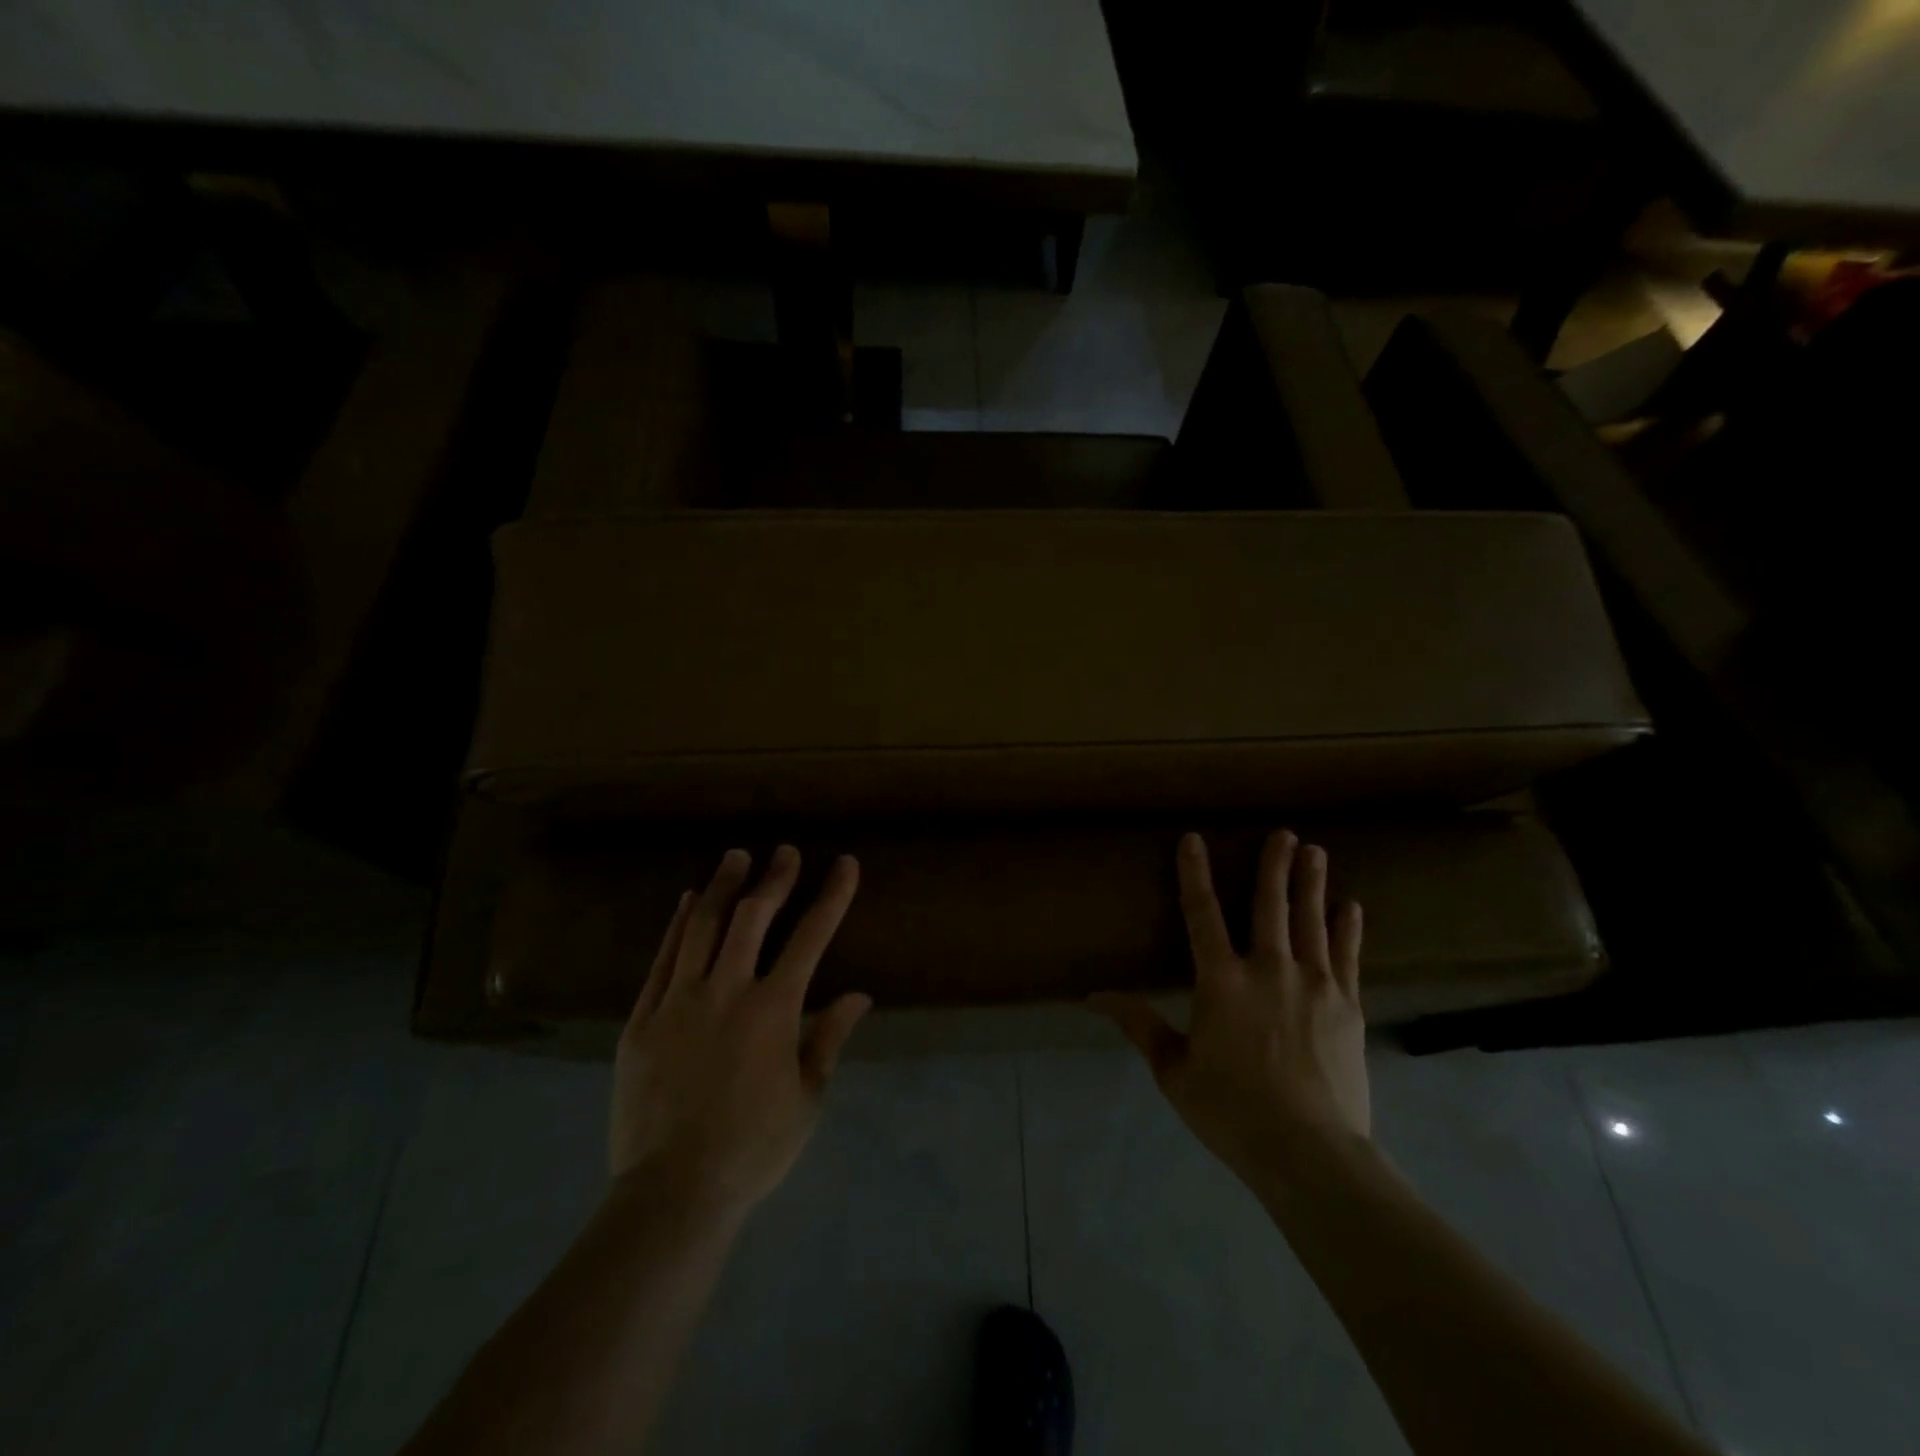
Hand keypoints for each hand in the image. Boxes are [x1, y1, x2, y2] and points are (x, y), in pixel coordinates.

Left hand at [610, 846, 871, 1223]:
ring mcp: (679, 1001)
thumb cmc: (752, 1147)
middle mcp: (727, 991)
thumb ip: (829, 1038)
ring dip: (723, 886)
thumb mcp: (807, 1097)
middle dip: (774, 878)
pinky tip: (688, 902)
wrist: (672, 1192)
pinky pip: (663, 958)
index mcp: (773, 1010)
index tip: (845, 863)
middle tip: (785, 852)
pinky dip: (678, 924)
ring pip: (703, 926)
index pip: (811, 937)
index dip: (832, 896)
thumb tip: (859, 995)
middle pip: (752, 917)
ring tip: (736, 857)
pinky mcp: (642, 1019)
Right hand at [1091, 830, 1368, 1188]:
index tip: (1193, 838)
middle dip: (1275, 865)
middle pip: (1270, 905)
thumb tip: (1093, 996)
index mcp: (1220, 981)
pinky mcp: (1347, 1006)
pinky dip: (1348, 929)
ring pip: (1310, 921)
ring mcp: (1314, 984)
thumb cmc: (1231, 1110)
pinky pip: (1348, 957)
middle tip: (1284, 832)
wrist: (1310, 1153)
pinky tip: (1352, 906)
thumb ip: (1139, 1024)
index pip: (1201, 913)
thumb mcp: (1173, 1070)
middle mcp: (1268, 969)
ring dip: (1311, 884)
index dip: (1194, 873)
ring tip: (1316, 851)